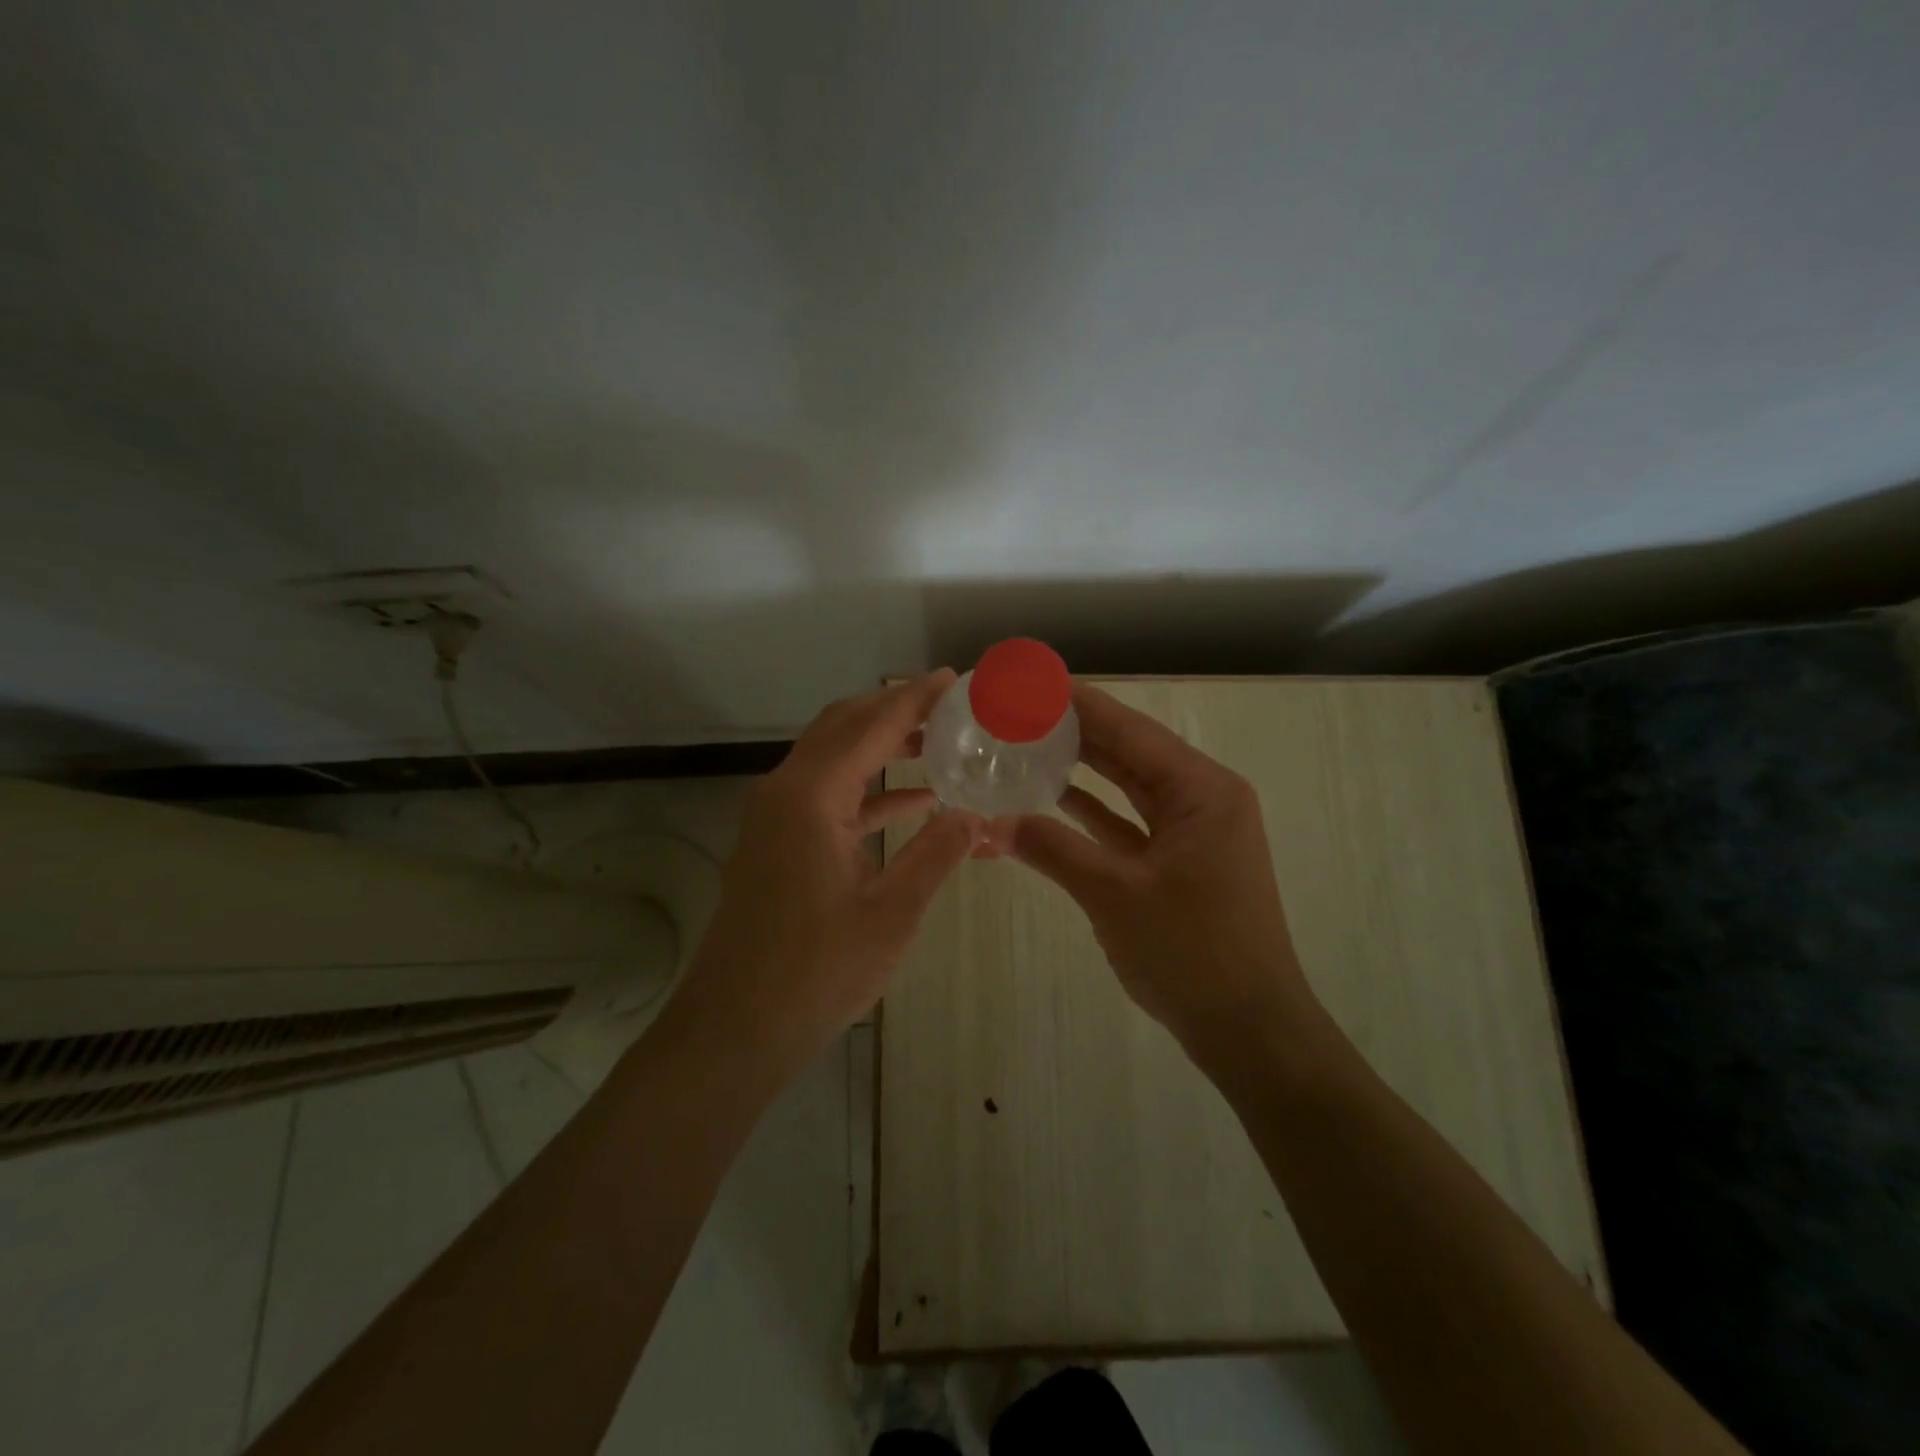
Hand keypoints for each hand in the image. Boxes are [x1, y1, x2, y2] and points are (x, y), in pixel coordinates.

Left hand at [676, 671, 985, 1077]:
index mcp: (810, 796)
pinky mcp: (776, 844)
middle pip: (843, 728)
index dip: (914, 699)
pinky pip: (827, 798)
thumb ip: (937, 853)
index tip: (952, 678)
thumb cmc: (816, 971)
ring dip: (881, 748)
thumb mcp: (892, 912)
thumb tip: (978, 814)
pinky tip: (913, 801)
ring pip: (833, 760)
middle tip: (948, 706)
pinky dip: (868, 791)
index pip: (870, 726)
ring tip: (939, 744)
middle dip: (894, 711)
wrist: (735, 1029)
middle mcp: (785, 792)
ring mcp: (774, 818)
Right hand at [1008, 682, 1318, 1053]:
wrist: (1249, 1031)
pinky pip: (1129, 823)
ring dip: (1082, 770)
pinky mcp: (1179, 864)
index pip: (1131, 730)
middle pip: (1130, 752)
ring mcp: (1192, 833)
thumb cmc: (1192, 954)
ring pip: (1128, 787)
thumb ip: (1053, 849)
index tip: (1034, 682)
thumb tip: (994, 822)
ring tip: (1027, 744)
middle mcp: (1202, 800)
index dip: (1080, 703)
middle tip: (1020, 711)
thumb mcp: (1115, 895)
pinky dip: (1093, 812)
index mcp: (1202, 791)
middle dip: (1076, 732)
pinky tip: (1051, 799)